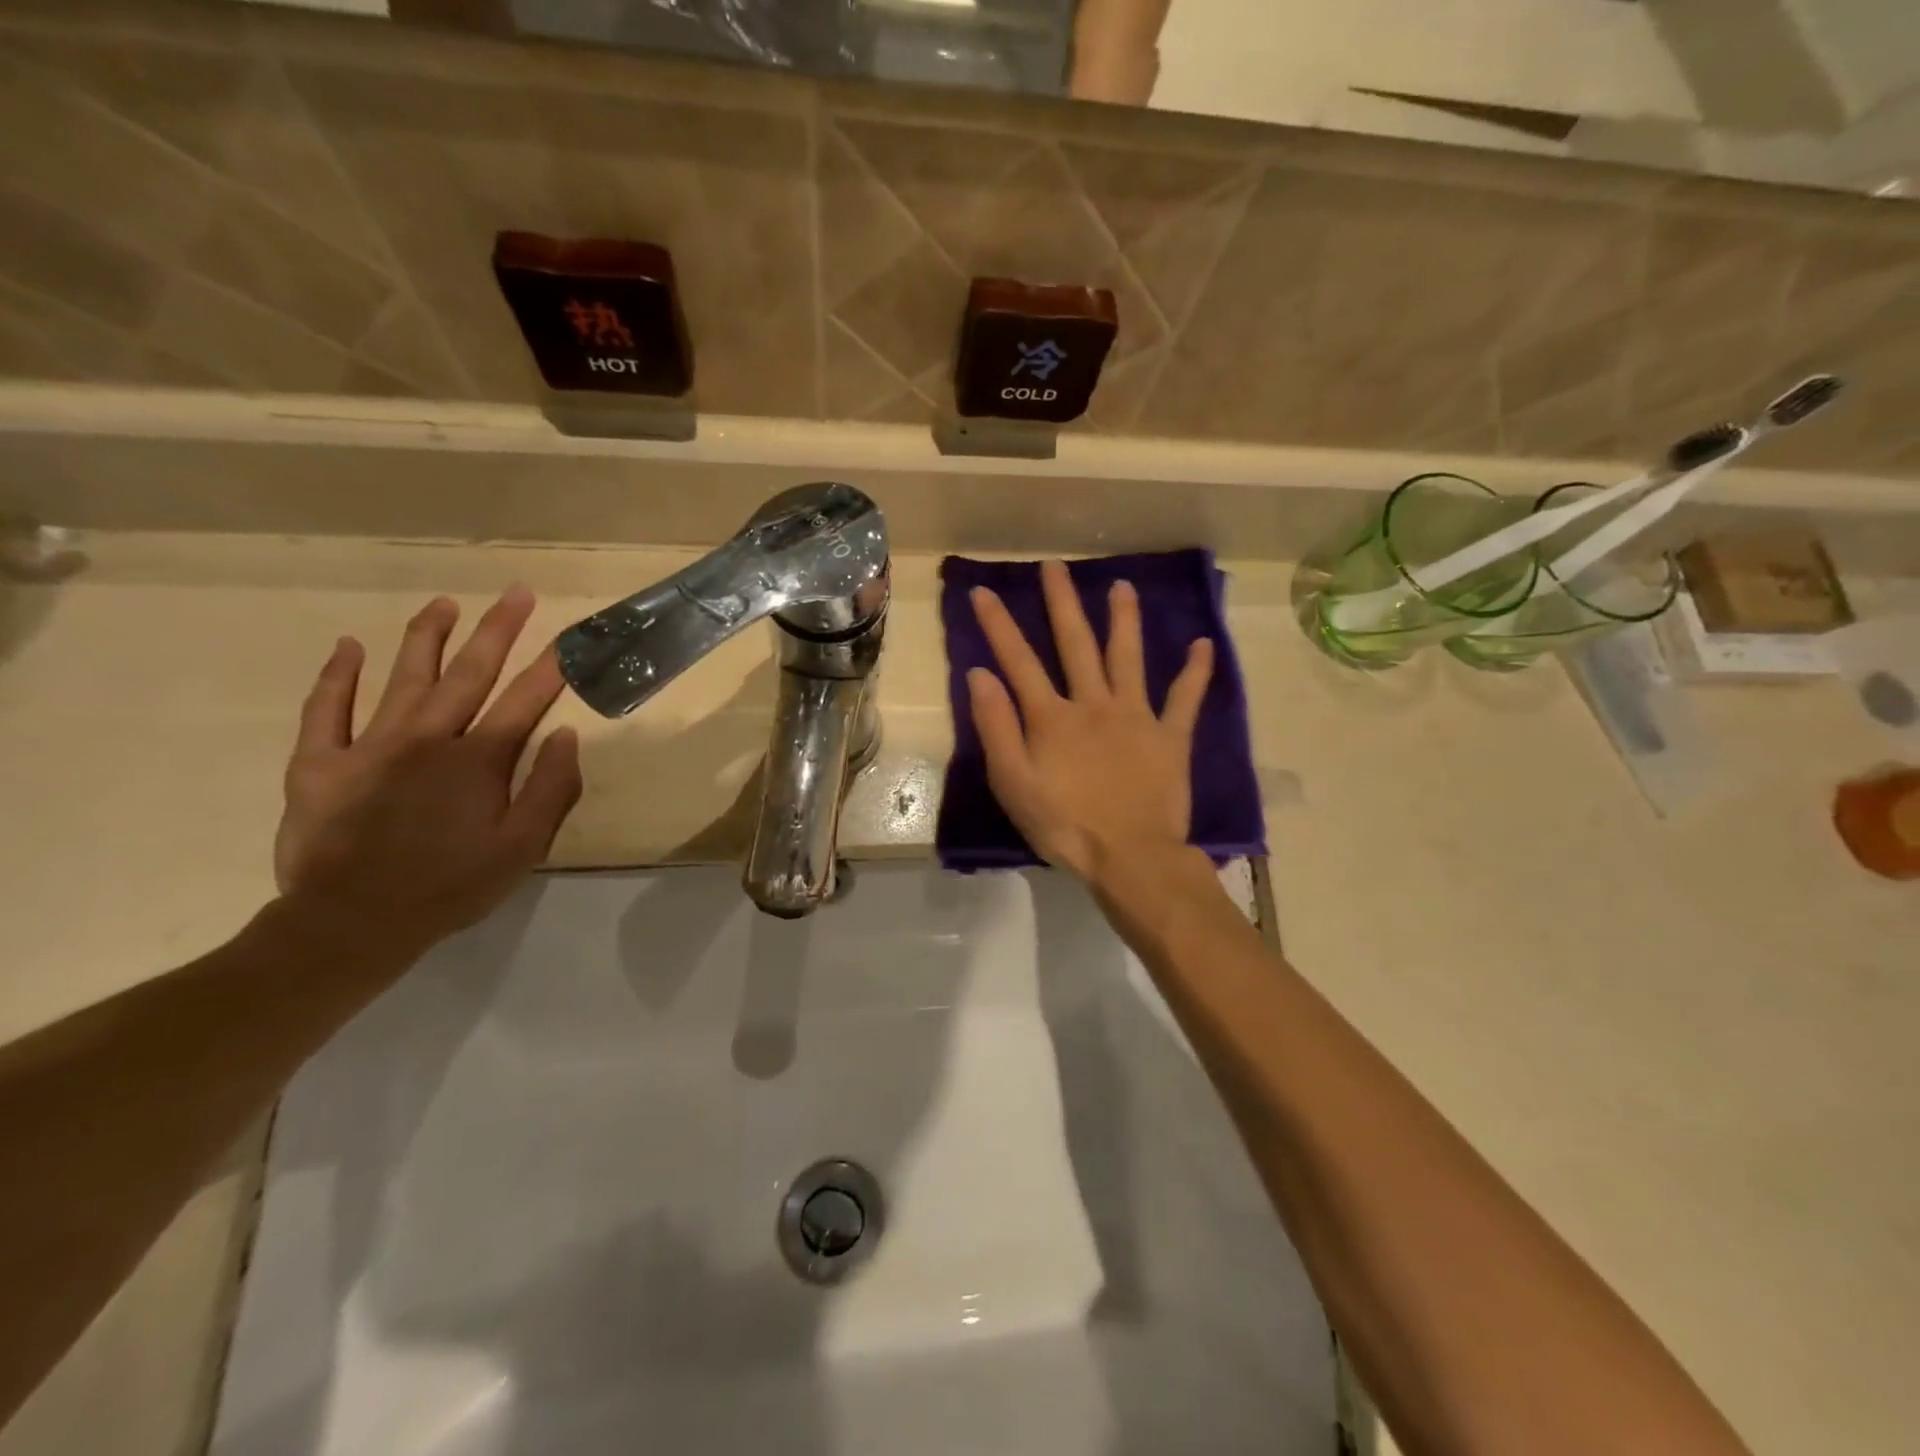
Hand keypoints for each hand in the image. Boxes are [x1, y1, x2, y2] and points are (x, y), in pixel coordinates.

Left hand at [273, 587, 582, 963]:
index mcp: (479, 760)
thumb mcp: (522, 848)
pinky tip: (349, 646)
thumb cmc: (450, 887)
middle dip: (497, 629)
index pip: (526, 700)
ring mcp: (369, 745)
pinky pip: (327, 710)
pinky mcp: (319, 763)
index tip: (572, 637)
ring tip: (444, 603)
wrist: (351, 925)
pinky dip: (337, 676)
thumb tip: (567, 736)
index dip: (552, 666)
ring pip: (404, 677)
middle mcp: (428, 738)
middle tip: (517, 592)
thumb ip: (550, 789)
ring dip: (427, 637)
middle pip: (470, 672)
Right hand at [968, 560, 1212, 885]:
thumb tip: (980, 674)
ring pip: (1128, 658)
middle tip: (1055, 566)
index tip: (984, 590)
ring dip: (1124, 620)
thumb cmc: (1064, 825)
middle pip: (1076, 644)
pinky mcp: (1170, 737)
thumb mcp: (1013, 783)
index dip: (999, 625)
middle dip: (1062, 603)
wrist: (1130, 856)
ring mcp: (1136, 716)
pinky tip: (1203, 645)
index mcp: (1052, 717)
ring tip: (1122, 586)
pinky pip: (1185, 699)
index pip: (1018, 661)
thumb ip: (996, 727)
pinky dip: (1195, 672)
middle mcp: (1094, 704)